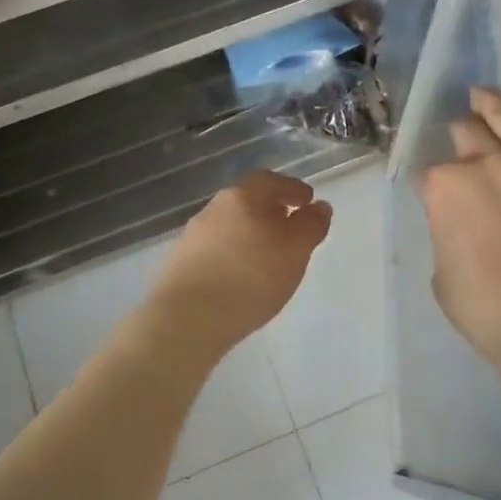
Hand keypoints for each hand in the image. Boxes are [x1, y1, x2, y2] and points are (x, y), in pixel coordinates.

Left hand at [150, 171, 333, 354]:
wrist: (188, 319)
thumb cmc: (250, 277)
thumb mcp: (295, 250)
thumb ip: (311, 226)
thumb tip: (320, 207)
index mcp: (241, 197)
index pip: (270, 180)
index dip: (292, 188)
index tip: (308, 200)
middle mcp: (213, 210)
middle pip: (247, 202)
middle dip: (271, 211)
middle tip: (290, 227)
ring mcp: (192, 238)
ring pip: (230, 227)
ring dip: (251, 235)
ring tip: (268, 257)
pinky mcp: (180, 265)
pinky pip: (216, 251)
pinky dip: (234, 255)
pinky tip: (242, 277)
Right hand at [419, 76, 500, 367]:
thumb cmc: (485, 306)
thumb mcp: (443, 273)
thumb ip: (449, 236)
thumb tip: (463, 226)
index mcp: (445, 187)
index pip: (430, 174)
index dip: (430, 184)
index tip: (434, 194)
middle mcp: (485, 164)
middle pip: (466, 136)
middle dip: (458, 135)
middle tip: (457, 134)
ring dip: (491, 104)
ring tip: (482, 94)